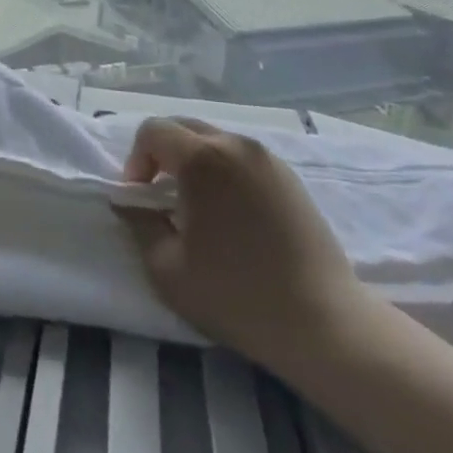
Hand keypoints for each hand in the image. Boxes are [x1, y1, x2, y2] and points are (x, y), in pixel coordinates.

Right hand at [117, 118, 372, 369]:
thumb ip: (138, 221)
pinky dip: (224, 172)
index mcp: (202, 159)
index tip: (141, 199)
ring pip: (214, 140)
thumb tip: (128, 199)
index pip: (152, 131)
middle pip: (183, 127)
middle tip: (162, 198)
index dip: (135, 160)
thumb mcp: (165, 266)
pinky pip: (242, 158)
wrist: (324, 324)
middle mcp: (236, 145)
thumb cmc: (235, 295)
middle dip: (162, 155)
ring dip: (194, 162)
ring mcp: (268, 159)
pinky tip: (231, 215)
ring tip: (197, 207)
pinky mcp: (291, 178)